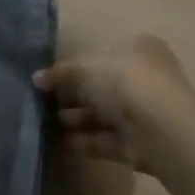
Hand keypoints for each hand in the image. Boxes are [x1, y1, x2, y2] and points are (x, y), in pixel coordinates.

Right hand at [33, 36, 190, 167]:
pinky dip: (87, 141)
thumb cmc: (123, 81)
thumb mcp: (85, 68)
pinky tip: (64, 142)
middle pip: (104, 87)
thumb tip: (37, 79)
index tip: (53, 78)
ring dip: (79, 118)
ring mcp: (145, 113)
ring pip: (105, 115)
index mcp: (139, 50)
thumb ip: (60, 73)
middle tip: (47, 102)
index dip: (78, 66)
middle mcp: (146, 78)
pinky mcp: (140, 144)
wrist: (158, 127)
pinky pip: (108, 140)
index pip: (105, 55)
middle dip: (76, 95)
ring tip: (50, 122)